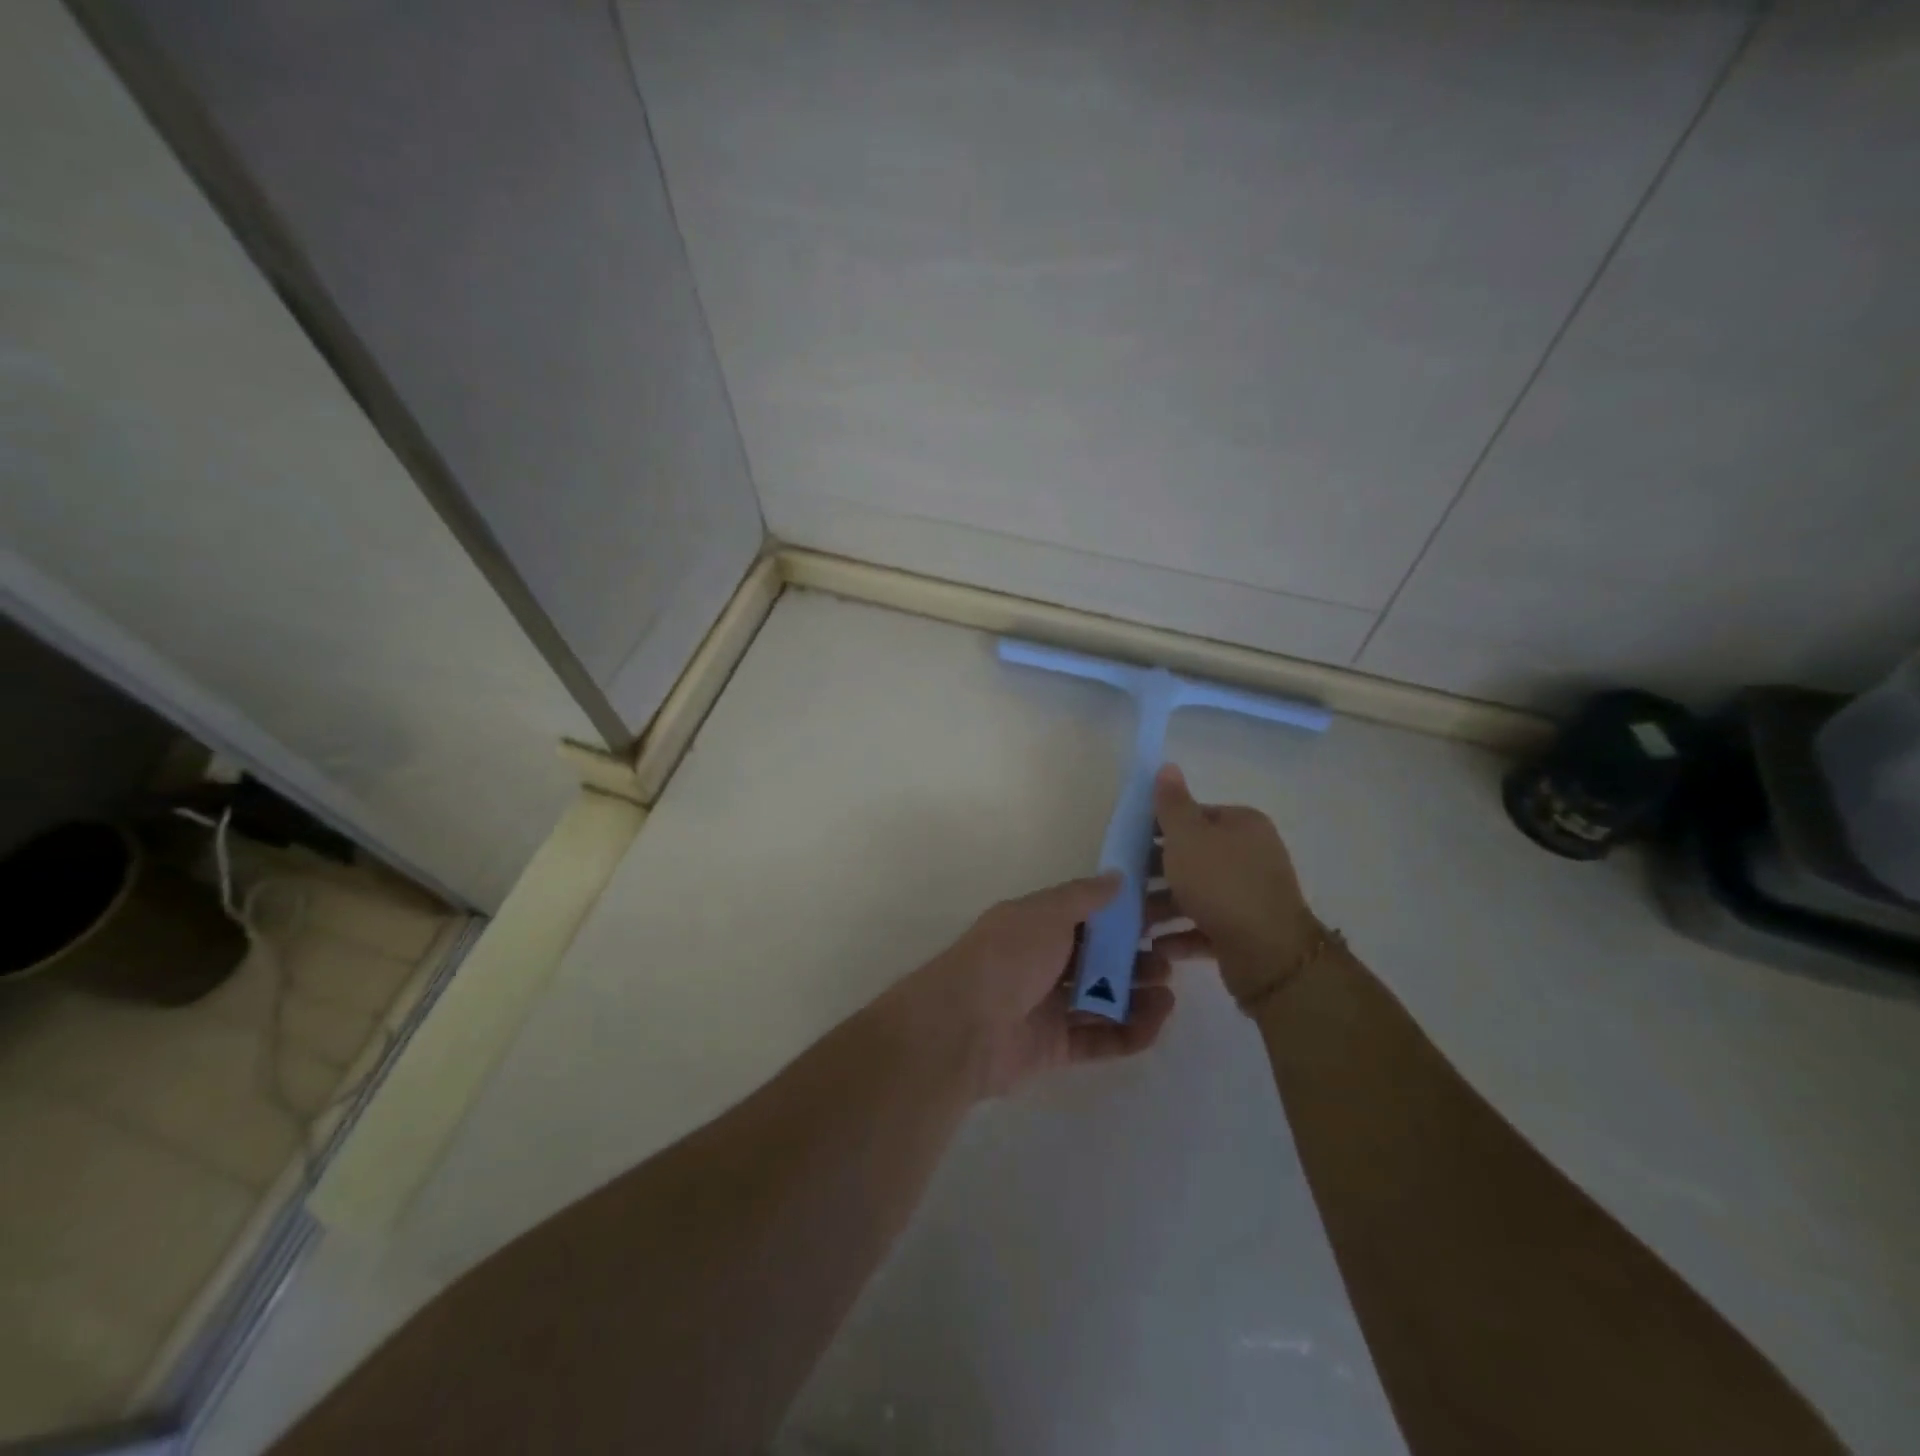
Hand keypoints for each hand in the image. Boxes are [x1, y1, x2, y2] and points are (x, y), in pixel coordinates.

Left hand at [890, 873, 1175, 1098]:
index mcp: (1037, 926)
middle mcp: (1043, 963)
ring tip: (1168, 994)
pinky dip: (1128, 1033)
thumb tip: (1117, 876)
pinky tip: (1156, 1024)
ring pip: (1102, 1000)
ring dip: (1138, 997)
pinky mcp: (1054, 1046)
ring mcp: (1048, 1006)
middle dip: (1135, 960)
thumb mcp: (1045, 913)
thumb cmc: (1008, 957)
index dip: (1124, 918)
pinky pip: (1098, 1038)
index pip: (1089, 918)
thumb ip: (1084, 897)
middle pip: (1098, 961)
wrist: (964, 1025)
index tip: (1163, 917)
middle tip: (1169, 961)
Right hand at [1148, 763, 1320, 1004]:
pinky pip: (1206, 928)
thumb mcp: (1187, 836)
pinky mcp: (1246, 932)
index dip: (1161, 827)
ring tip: (1134, 921)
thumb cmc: (1220, 883)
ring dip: (1164, 907)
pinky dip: (1181, 935)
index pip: (1196, 816)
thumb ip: (1172, 804)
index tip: (1130, 843)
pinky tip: (1157, 945)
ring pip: (1197, 894)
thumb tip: (1167, 766)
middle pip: (1194, 857)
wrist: (1268, 953)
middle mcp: (1252, 856)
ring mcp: (1250, 896)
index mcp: (1242, 825)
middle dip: (1158, 872)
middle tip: (1125, 884)